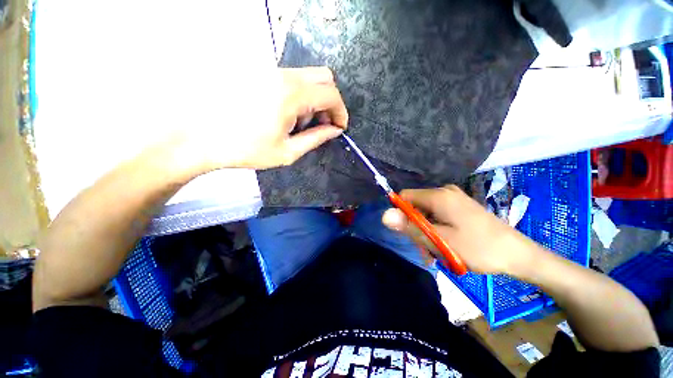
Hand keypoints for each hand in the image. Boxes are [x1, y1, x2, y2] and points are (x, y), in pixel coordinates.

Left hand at [190, 66, 347, 170]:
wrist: (201, 137)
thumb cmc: (246, 149)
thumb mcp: (287, 151)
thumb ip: (316, 139)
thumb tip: (334, 130)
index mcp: (291, 95)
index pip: (331, 94)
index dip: (341, 112)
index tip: (340, 127)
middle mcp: (283, 75)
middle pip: (324, 77)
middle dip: (330, 102)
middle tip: (323, 124)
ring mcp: (269, 70)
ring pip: (308, 77)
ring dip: (314, 99)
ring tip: (300, 123)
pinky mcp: (259, 72)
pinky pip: (292, 78)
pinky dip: (300, 95)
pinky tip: (287, 113)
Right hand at [382, 185, 536, 274]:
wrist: (519, 255)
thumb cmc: (479, 248)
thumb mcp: (440, 240)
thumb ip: (411, 227)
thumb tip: (385, 215)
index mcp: (439, 196)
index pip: (405, 196)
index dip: (400, 213)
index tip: (407, 233)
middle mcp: (445, 192)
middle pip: (416, 206)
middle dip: (416, 228)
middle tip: (425, 250)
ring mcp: (454, 199)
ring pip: (426, 213)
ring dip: (426, 232)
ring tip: (437, 253)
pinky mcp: (460, 207)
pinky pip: (438, 215)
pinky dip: (436, 230)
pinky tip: (445, 246)